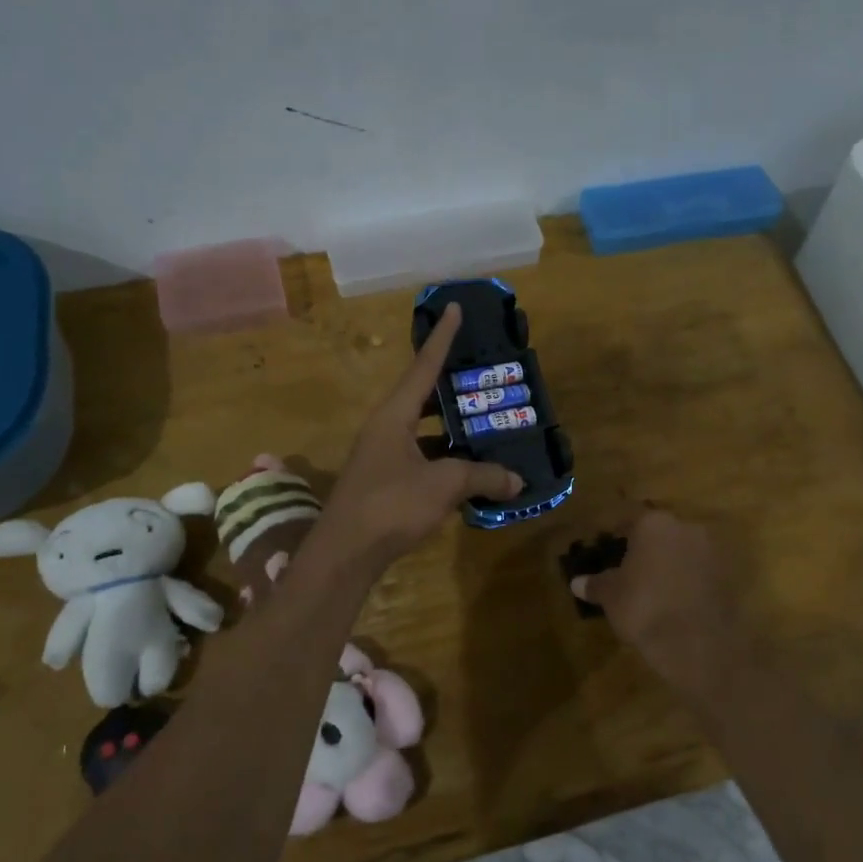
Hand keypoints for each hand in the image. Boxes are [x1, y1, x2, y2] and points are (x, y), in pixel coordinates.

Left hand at [313, 304, 522, 569]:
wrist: (345, 554)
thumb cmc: (391, 505)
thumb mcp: (444, 485)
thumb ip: (482, 476)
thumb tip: (517, 480)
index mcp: (394, 415)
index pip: (423, 366)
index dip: (442, 338)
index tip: (454, 308)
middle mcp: (385, 428)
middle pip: (422, 397)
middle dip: (452, 387)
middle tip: (483, 377)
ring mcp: (382, 456)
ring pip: (422, 431)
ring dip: (451, 429)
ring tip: (484, 424)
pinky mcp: (384, 483)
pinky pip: (420, 458)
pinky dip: (444, 459)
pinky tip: (469, 471)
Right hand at [569, 510, 742, 688]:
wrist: (698, 643)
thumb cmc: (644, 607)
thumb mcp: (611, 596)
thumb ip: (595, 584)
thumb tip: (576, 582)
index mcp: (653, 523)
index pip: (628, 518)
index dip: (614, 532)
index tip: (604, 544)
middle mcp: (685, 527)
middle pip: (658, 531)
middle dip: (644, 546)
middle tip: (626, 566)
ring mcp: (710, 551)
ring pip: (681, 550)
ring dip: (667, 562)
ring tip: (650, 585)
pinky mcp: (726, 576)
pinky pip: (697, 571)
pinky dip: (685, 579)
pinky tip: (673, 599)